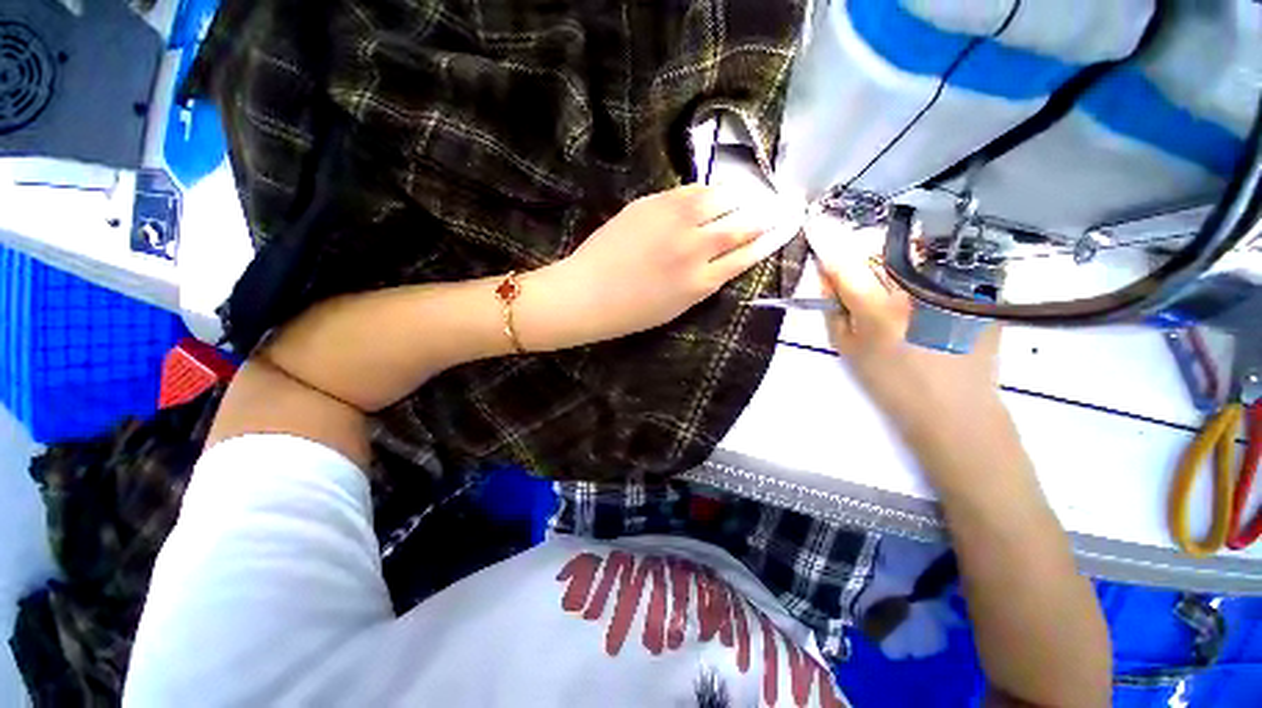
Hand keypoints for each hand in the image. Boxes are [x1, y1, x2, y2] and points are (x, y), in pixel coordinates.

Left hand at [518, 185, 783, 348]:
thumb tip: (724, 258)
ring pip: (721, 200)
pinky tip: (710, 193)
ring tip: (745, 195)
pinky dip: (706, 191)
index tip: (783, 228)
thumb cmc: (630, 311)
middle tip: (776, 206)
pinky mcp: (654, 204)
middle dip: (764, 215)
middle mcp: (696, 249)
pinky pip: (691, 190)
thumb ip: (704, 282)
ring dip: (738, 197)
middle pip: (741, 225)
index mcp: (702, 283)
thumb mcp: (676, 307)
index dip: (768, 240)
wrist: (587, 294)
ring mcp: (675, 222)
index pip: (746, 256)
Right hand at [809, 221, 1002, 427]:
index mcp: (878, 309)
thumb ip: (832, 308)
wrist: (954, 408)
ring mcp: (952, 285)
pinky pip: (941, 264)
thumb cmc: (891, 382)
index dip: (827, 240)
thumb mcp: (847, 349)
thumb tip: (826, 274)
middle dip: (863, 253)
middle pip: (880, 248)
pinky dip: (925, 270)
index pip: (845, 263)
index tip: (815, 223)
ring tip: (896, 290)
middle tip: (862, 277)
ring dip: (894, 259)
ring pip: (911, 251)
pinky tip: (928, 298)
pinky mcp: (977, 289)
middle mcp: (917, 289)